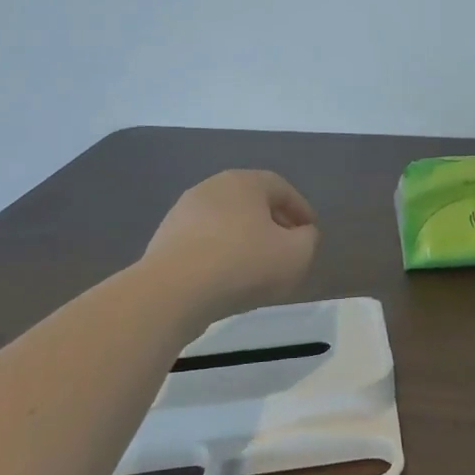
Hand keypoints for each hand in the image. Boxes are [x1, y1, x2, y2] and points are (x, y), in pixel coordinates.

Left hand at [143, 170, 318, 323]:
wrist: (173, 292)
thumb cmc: (244, 264)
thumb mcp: (297, 254)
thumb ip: (309, 239)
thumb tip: (302, 233)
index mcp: (245, 182)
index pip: (281, 188)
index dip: (300, 209)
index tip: (309, 231)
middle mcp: (212, 187)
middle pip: (251, 202)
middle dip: (272, 222)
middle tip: (286, 246)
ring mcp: (183, 212)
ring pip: (226, 222)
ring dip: (245, 239)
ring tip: (257, 266)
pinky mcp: (164, 239)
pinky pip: (204, 241)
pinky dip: (221, 253)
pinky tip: (227, 277)